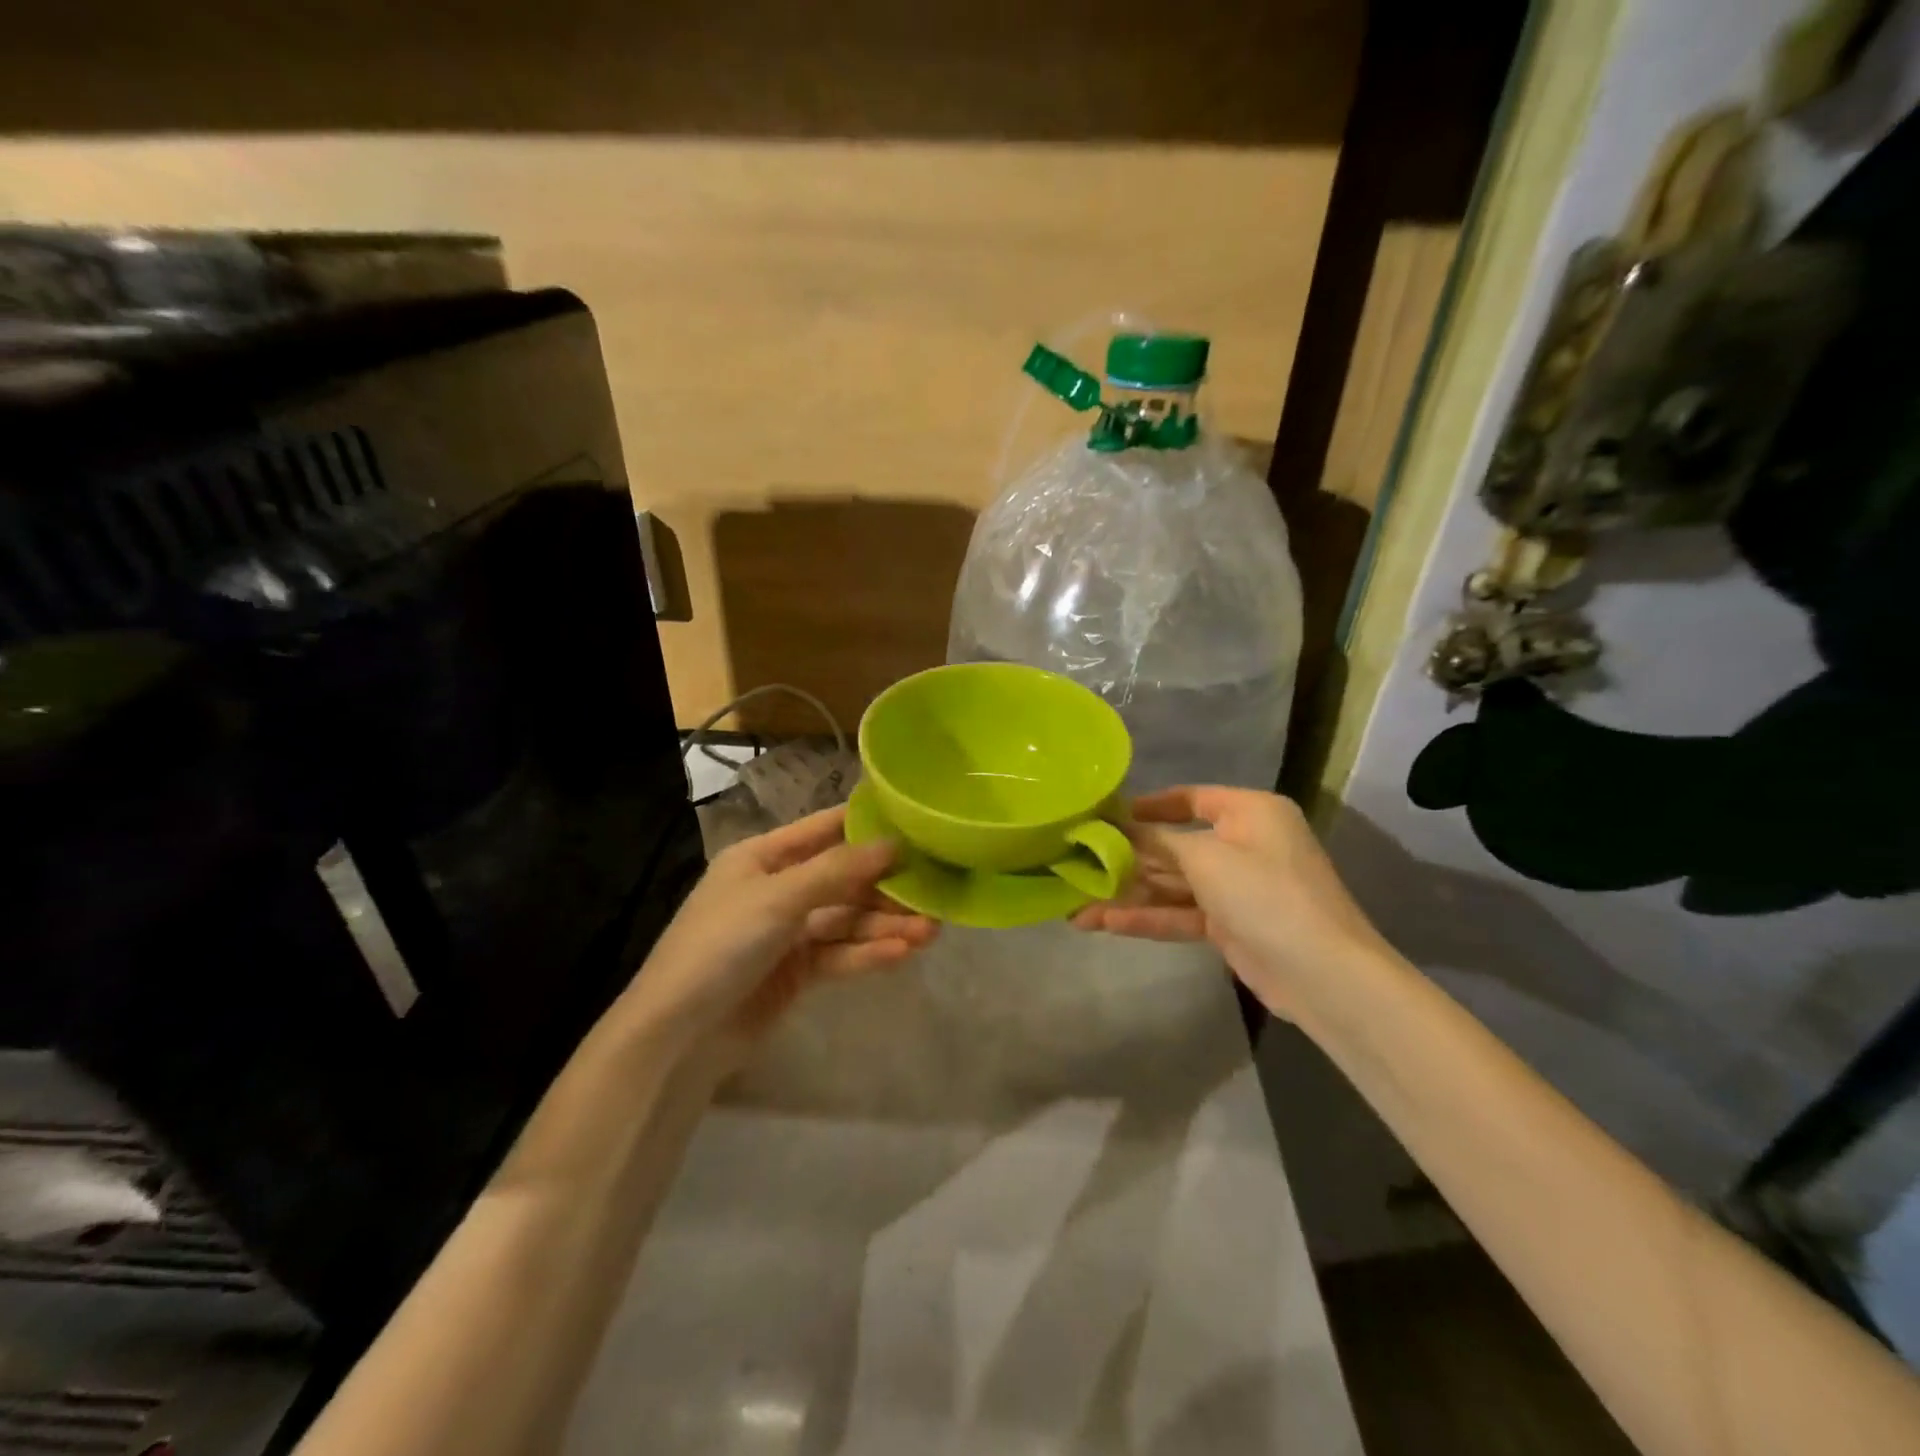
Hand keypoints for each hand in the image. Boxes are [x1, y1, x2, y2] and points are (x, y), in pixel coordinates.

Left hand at [630, 806, 937, 1043]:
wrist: (676, 1037)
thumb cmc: (720, 946)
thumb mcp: (778, 898)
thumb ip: (838, 871)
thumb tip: (893, 843)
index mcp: (762, 856)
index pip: (824, 829)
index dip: (868, 825)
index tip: (916, 823)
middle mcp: (778, 888)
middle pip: (843, 879)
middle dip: (886, 886)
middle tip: (935, 890)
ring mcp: (788, 932)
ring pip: (846, 920)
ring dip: (885, 925)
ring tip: (930, 931)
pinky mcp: (797, 972)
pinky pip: (839, 954)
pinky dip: (867, 953)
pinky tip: (902, 953)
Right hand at [1071, 786, 1387, 1018]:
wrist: (1322, 974)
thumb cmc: (1265, 893)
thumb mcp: (1205, 858)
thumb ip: (1156, 842)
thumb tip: (1117, 829)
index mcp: (1249, 812)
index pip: (1190, 798)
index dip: (1148, 806)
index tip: (1106, 816)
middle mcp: (1243, 843)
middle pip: (1175, 845)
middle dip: (1128, 858)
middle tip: (1077, 862)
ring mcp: (1237, 887)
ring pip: (1173, 884)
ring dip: (1129, 893)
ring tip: (1077, 905)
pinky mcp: (1230, 925)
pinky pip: (1181, 913)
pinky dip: (1147, 917)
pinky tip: (1104, 922)